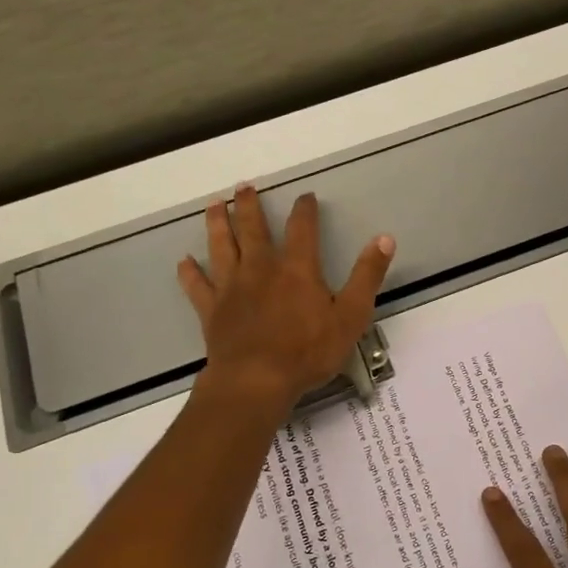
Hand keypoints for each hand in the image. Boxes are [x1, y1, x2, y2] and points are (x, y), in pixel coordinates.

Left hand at [178, 184, 394, 412]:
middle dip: (249, 206)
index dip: (304, 209)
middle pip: (253, 229)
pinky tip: (184, 261)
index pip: (302, 229)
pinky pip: (197, 286)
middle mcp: (260, 269)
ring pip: (221, 247)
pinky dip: (190, 273)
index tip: (305, 196)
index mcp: (297, 269)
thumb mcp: (350, 315)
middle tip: (243, 187)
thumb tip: (384, 238)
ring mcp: (231, 288)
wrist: (256, 381)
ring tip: (214, 204)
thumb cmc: (307, 351)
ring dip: (218, 224)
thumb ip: (367, 276)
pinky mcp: (211, 310)